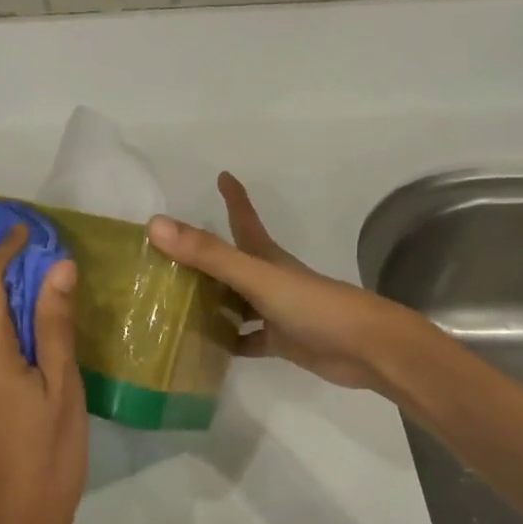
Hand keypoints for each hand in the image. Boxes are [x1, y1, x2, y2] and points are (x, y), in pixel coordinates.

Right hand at [147, 173, 402, 391]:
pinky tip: (201, 348)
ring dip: (209, 301)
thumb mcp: (256, 276)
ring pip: (234, 302)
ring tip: (170, 305)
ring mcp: (275, 311)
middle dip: (204, 256)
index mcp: (266, 257)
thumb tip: (156, 225)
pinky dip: (225, 341)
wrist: (366, 349)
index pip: (244, 219)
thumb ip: (209, 254)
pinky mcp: (281, 341)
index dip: (234, 196)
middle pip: (231, 262)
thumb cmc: (313, 305)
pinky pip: (245, 339)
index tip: (223, 175)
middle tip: (167, 255)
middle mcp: (268, 279)